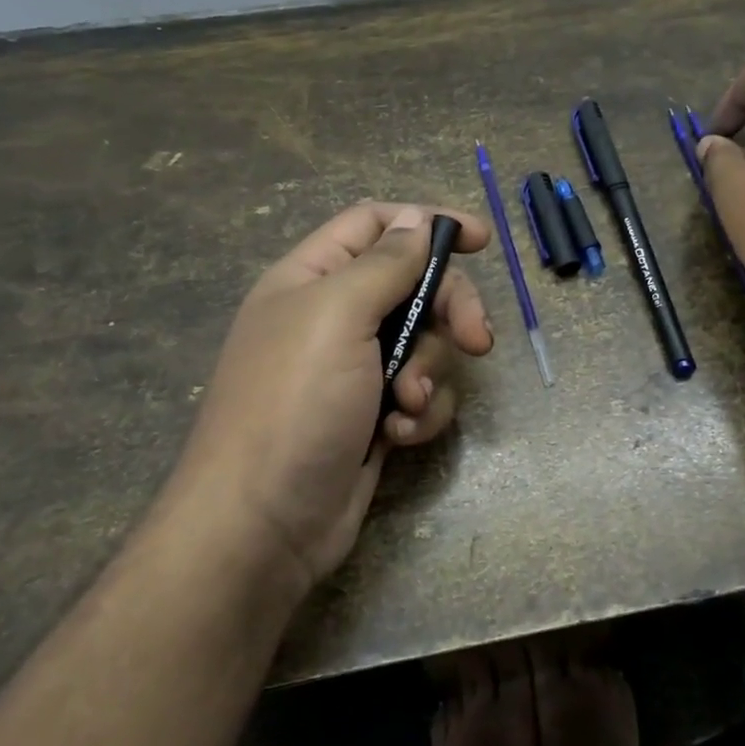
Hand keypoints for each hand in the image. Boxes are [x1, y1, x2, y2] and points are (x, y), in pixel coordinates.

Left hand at [154, 202, 493, 598]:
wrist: (264, 524)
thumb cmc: (294, 403)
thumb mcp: (337, 315)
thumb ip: (384, 263)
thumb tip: (416, 220)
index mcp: (313, 279)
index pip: (376, 223)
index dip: (427, 222)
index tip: (480, 239)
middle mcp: (336, 317)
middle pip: (415, 284)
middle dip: (450, 310)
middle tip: (476, 340)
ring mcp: (357, 370)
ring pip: (427, 343)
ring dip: (431, 372)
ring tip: (408, 404)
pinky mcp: (376, 416)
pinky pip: (423, 393)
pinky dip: (421, 412)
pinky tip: (400, 436)